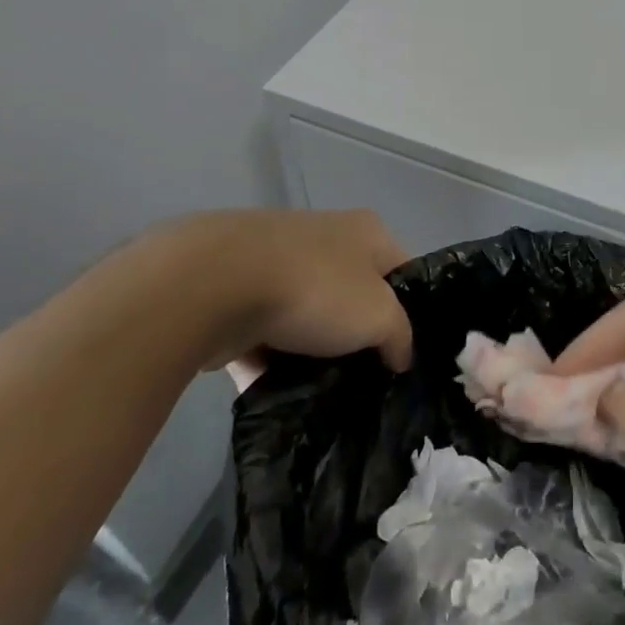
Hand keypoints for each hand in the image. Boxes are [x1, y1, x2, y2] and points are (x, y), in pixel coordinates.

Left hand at [122, 209, 412, 376]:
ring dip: (311, 351)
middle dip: (357, 336)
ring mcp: (277, 260)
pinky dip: (268, 359)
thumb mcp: (379, 316)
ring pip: (307, 314)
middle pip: (354, 293)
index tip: (405, 354)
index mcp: (368, 231)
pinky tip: (275, 393)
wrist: (212, 284)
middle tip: (364, 378)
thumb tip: (400, 355)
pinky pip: (263, 331)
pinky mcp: (235, 288)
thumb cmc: (315, 289)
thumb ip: (399, 336)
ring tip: (318, 392)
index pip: (404, 271)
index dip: (411, 311)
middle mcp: (327, 236)